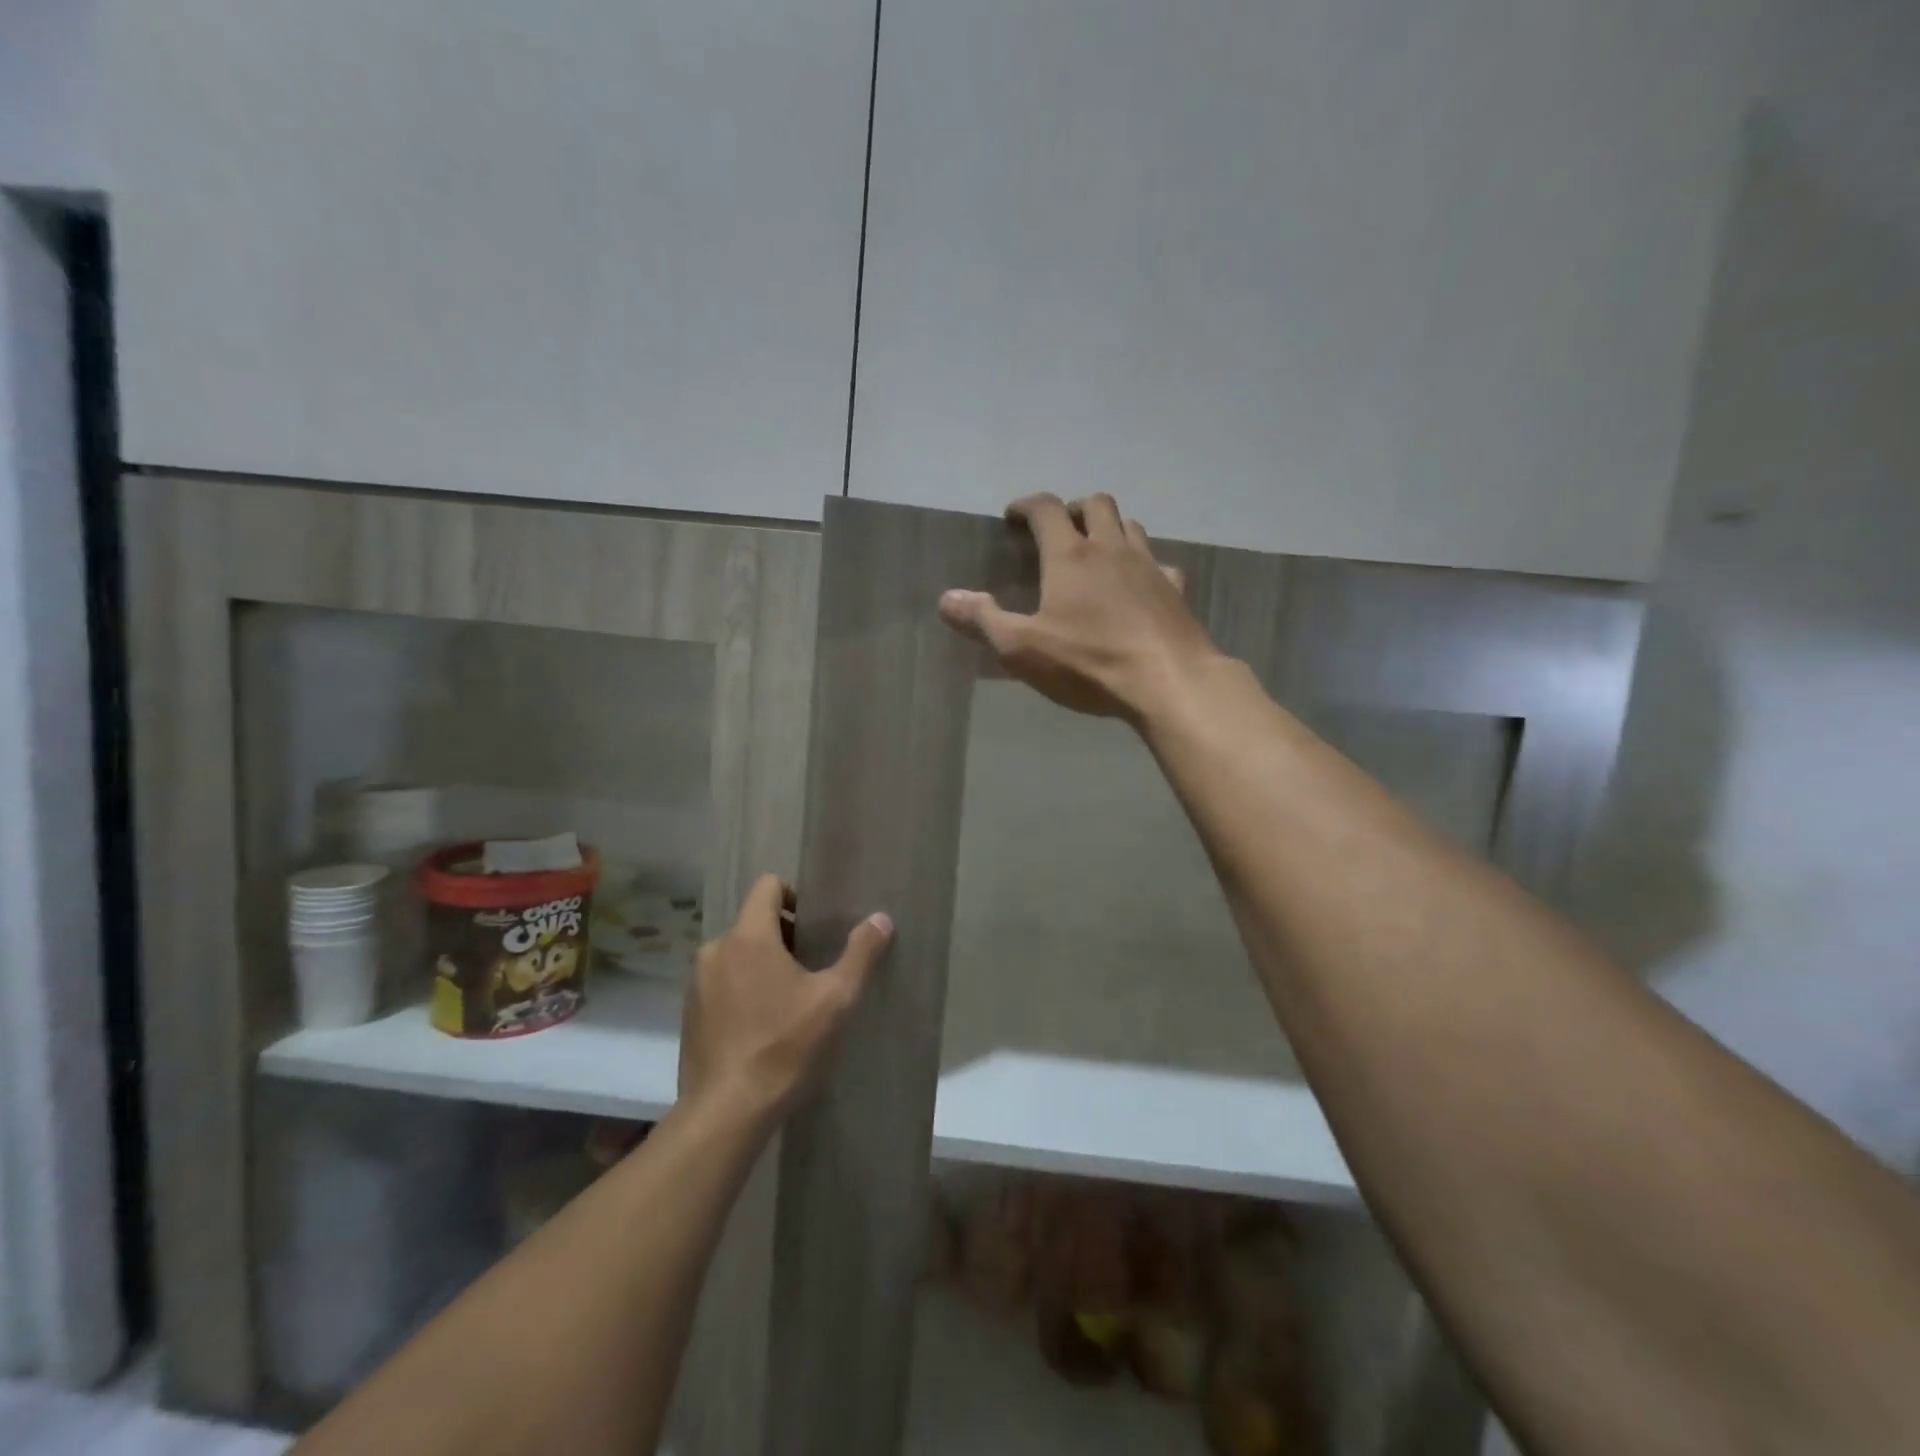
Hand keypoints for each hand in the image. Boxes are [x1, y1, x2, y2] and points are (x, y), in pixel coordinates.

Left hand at [678, 875, 891, 1126]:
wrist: (727, 1113)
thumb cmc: (785, 1046)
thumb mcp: (836, 999)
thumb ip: (861, 953)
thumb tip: (881, 918)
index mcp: (748, 936)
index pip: (767, 886)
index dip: (795, 895)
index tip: (816, 926)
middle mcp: (715, 950)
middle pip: (754, 921)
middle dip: (784, 935)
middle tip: (813, 966)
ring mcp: (696, 984)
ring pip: (736, 954)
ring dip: (762, 964)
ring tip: (790, 999)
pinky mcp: (689, 1015)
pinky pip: (721, 983)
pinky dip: (742, 989)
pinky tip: (763, 1025)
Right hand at [938, 493, 1218, 723]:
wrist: (1168, 682)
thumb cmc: (1089, 663)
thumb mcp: (1022, 649)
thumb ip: (983, 620)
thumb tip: (947, 598)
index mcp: (1070, 556)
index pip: (1046, 509)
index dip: (1025, 505)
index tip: (1012, 516)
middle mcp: (1112, 549)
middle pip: (1096, 504)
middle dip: (1073, 508)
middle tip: (1058, 529)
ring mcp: (1149, 567)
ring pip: (1130, 526)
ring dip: (1110, 528)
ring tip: (1096, 550)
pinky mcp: (1176, 591)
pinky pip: (1160, 563)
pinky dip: (1145, 564)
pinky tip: (1140, 585)